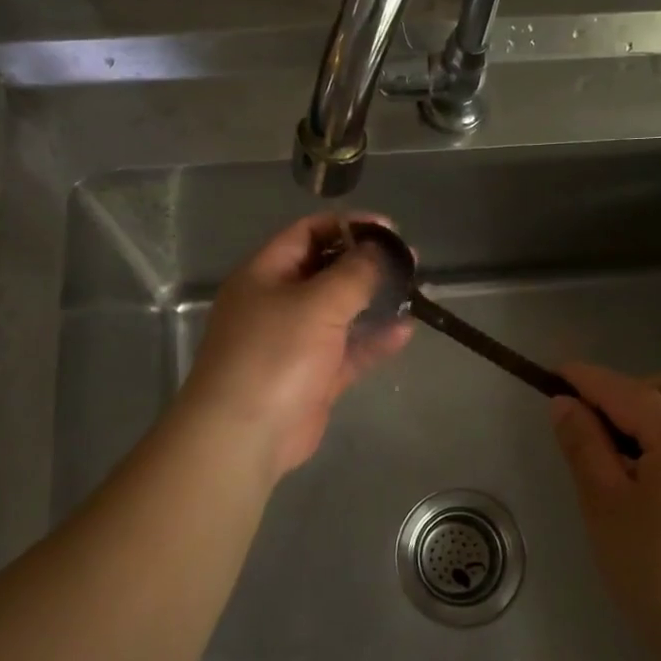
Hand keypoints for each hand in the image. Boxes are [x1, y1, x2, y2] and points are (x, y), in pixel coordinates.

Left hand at [181, 214, 412, 479]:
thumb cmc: (275, 354)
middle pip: (326, 271)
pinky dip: (373, 340)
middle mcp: (277, 302)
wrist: (245, 435)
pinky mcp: (312, 376)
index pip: (307, 233)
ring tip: (414, 290)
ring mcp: (295, 341)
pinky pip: (347, 350)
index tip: (390, 229)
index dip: (348, 226)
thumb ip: (353, 272)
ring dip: (374, 301)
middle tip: (409, 260)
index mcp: (265, 274)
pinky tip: (405, 331)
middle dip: (366, 264)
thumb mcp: (316, 303)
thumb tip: (379, 248)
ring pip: (340, 312)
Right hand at [550, 363, 660, 660]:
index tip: (554, 372)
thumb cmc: (657, 573)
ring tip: (626, 447)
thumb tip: (565, 404)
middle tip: (592, 422)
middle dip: (629, 391)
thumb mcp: (604, 504)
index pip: (626, 392)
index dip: (587, 380)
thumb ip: (584, 445)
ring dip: (659, 409)